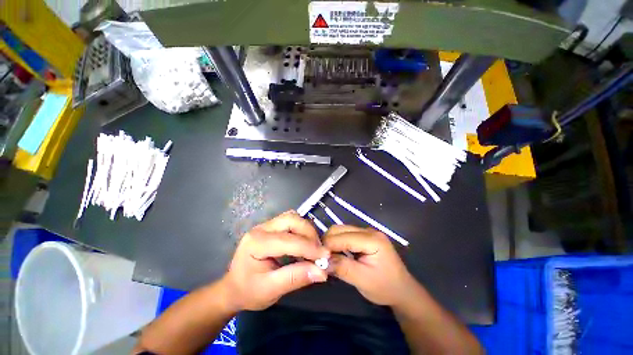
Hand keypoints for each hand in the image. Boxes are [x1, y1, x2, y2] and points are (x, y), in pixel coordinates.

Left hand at [221, 211, 329, 311]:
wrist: (233, 288)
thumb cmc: (248, 292)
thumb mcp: (270, 291)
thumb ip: (295, 278)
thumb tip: (322, 272)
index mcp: (256, 243)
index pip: (288, 240)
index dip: (309, 247)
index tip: (325, 256)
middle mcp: (261, 228)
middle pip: (291, 220)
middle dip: (309, 233)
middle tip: (319, 250)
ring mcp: (266, 225)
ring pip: (293, 217)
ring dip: (307, 230)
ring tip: (314, 246)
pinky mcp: (272, 226)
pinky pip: (291, 221)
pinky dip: (302, 229)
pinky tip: (306, 242)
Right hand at [324, 225, 417, 306]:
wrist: (402, 290)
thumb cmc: (385, 287)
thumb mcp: (363, 280)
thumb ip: (342, 268)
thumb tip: (321, 260)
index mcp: (372, 239)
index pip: (343, 237)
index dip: (327, 246)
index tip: (317, 260)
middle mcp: (368, 230)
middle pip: (340, 229)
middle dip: (327, 242)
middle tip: (321, 259)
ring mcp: (366, 232)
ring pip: (341, 230)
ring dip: (331, 242)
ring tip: (327, 257)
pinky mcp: (364, 236)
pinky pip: (345, 235)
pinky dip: (337, 243)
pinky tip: (336, 254)